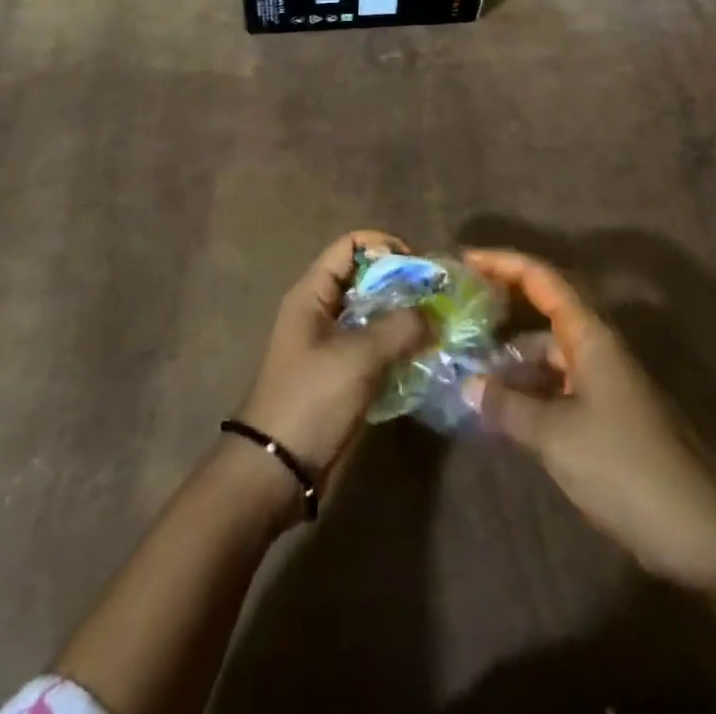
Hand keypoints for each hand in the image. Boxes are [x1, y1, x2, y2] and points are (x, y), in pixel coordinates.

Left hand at [237, 232, 427, 484]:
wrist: (277, 470)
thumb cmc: (311, 399)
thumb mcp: (357, 357)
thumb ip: (398, 327)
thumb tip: (433, 315)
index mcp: (313, 293)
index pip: (350, 245)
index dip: (384, 245)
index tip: (418, 266)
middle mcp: (321, 311)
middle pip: (365, 278)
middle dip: (402, 284)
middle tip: (437, 299)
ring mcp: (330, 344)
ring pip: (373, 315)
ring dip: (403, 318)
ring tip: (438, 328)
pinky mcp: (341, 375)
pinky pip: (374, 348)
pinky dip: (397, 347)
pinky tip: (424, 358)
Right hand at [464, 248, 715, 590]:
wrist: (694, 532)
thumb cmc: (622, 467)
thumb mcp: (554, 436)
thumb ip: (508, 406)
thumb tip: (469, 386)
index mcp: (590, 335)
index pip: (542, 277)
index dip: (503, 262)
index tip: (464, 261)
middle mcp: (598, 346)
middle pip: (546, 306)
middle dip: (504, 302)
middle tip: (461, 309)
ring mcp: (605, 378)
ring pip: (550, 348)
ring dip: (513, 352)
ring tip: (470, 366)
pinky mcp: (607, 411)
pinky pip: (558, 380)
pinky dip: (529, 384)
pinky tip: (503, 406)